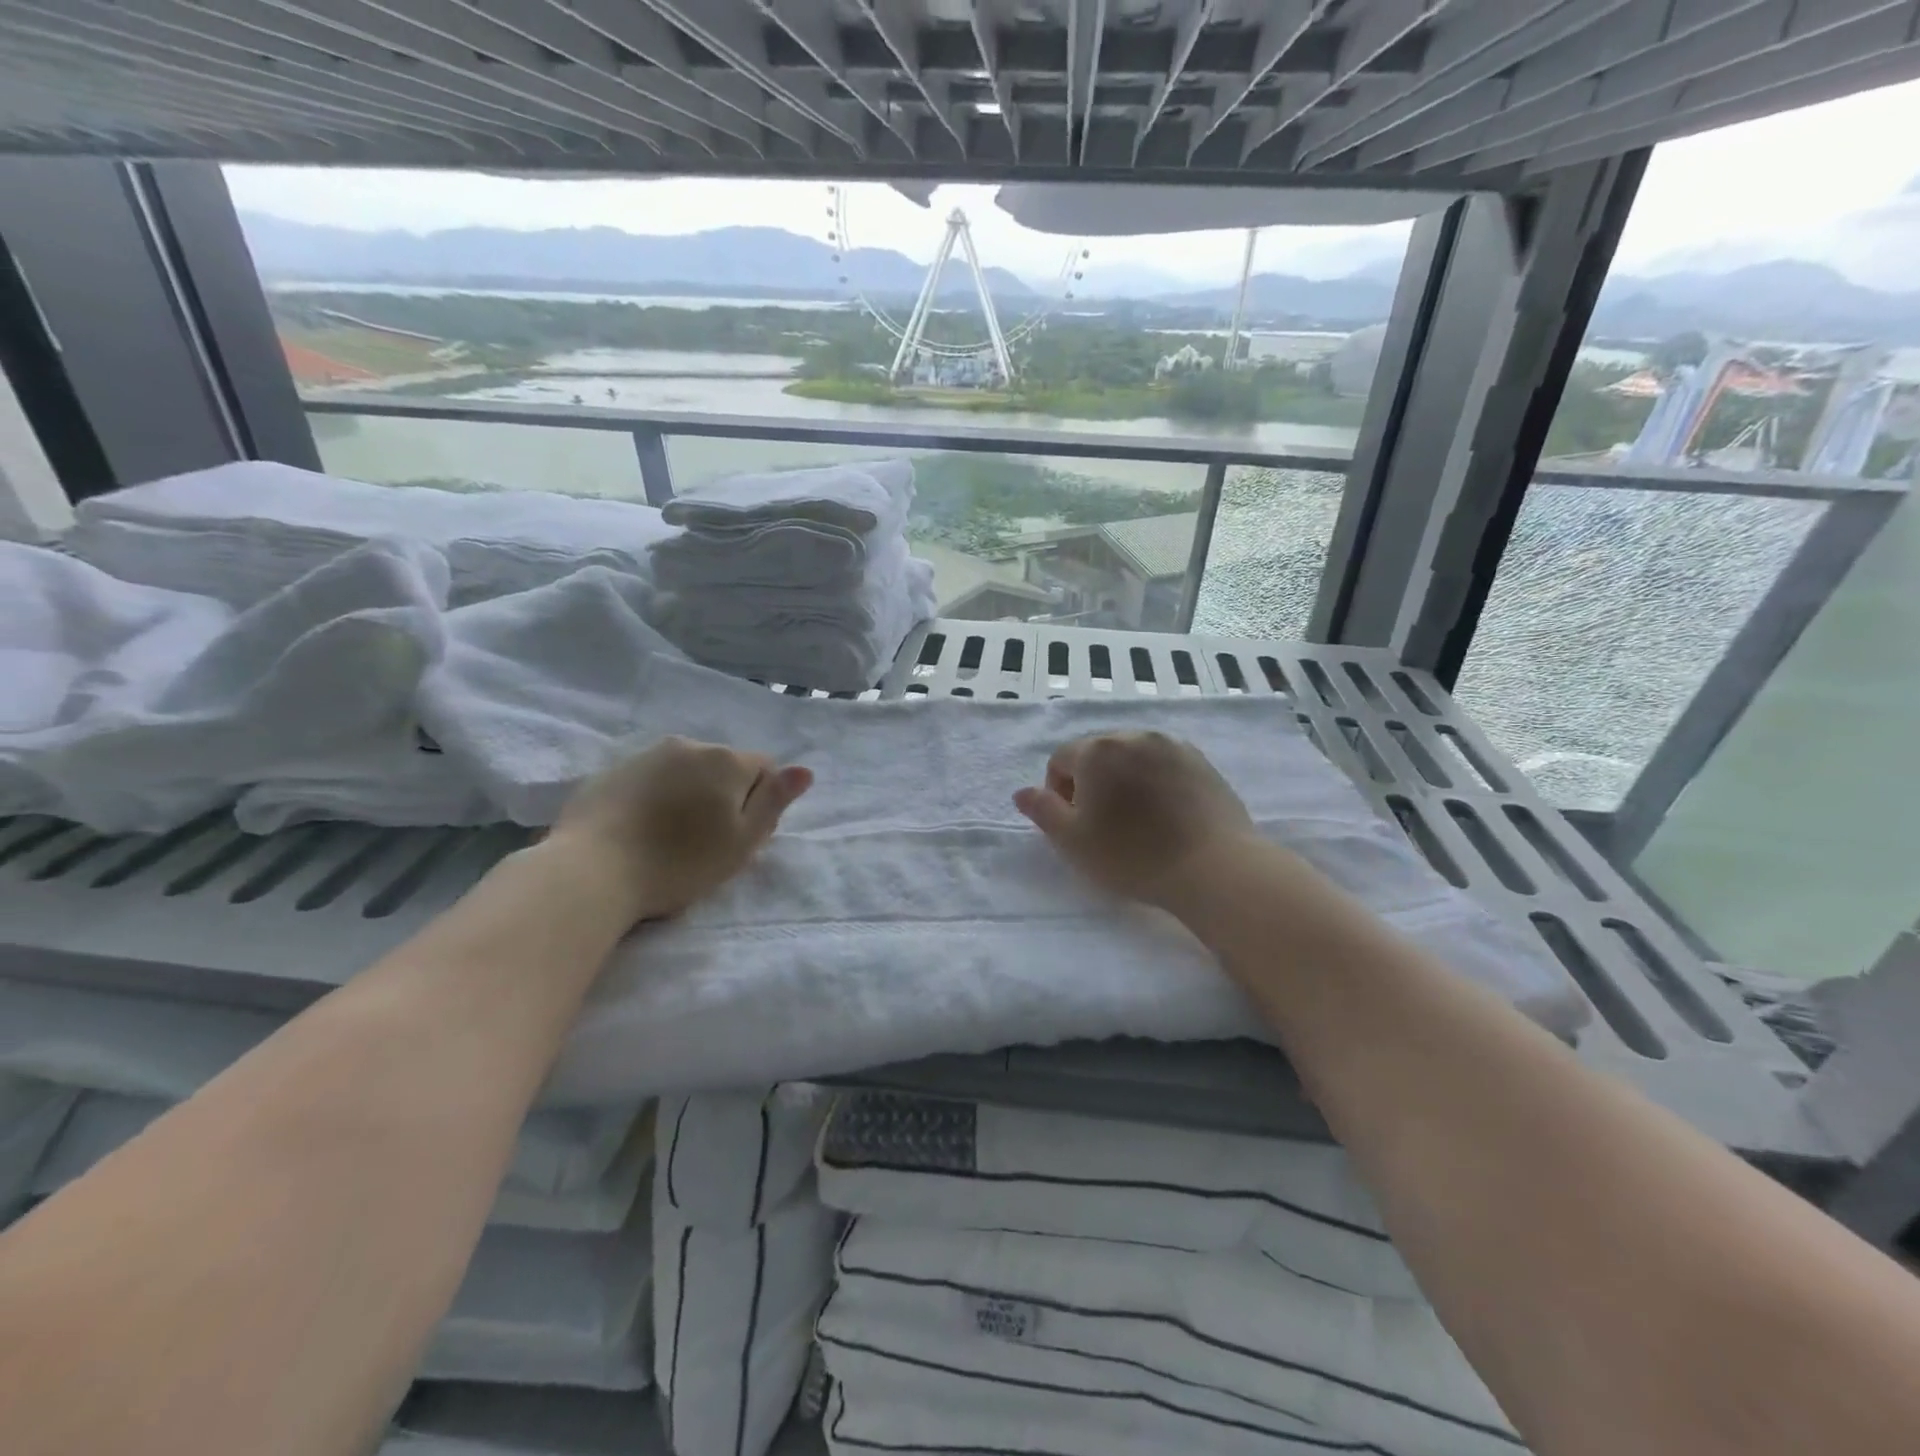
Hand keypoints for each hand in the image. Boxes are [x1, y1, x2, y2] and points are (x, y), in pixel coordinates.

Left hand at [550, 736, 812, 921]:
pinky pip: (650, 780)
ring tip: (671, 839)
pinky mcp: (611, 772)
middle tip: (708, 843)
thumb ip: (775, 801)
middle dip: (724, 795)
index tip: (742, 836)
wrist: (591, 871)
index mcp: (726, 760)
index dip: (761, 802)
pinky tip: (641, 832)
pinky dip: (655, 799)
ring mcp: (646, 755)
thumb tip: (805, 770)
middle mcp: (688, 746)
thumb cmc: (679, 863)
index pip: (764, 768)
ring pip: (685, 772)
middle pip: (723, 767)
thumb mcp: (742, 841)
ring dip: (689, 795)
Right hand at [1013, 731, 1255, 908]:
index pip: (1060, 760)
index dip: (1059, 792)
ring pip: (1132, 757)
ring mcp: (1171, 746)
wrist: (1213, 867)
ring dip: (1124, 780)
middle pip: (1097, 753)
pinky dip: (1155, 782)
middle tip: (1103, 824)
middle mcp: (1133, 736)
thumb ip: (1043, 811)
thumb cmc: (1132, 856)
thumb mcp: (1073, 841)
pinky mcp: (1201, 761)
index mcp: (1097, 750)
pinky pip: (1163, 765)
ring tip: (1137, 820)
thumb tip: (1022, 792)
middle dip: (1091, 782)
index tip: (1075, 824)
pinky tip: (1165, 815)